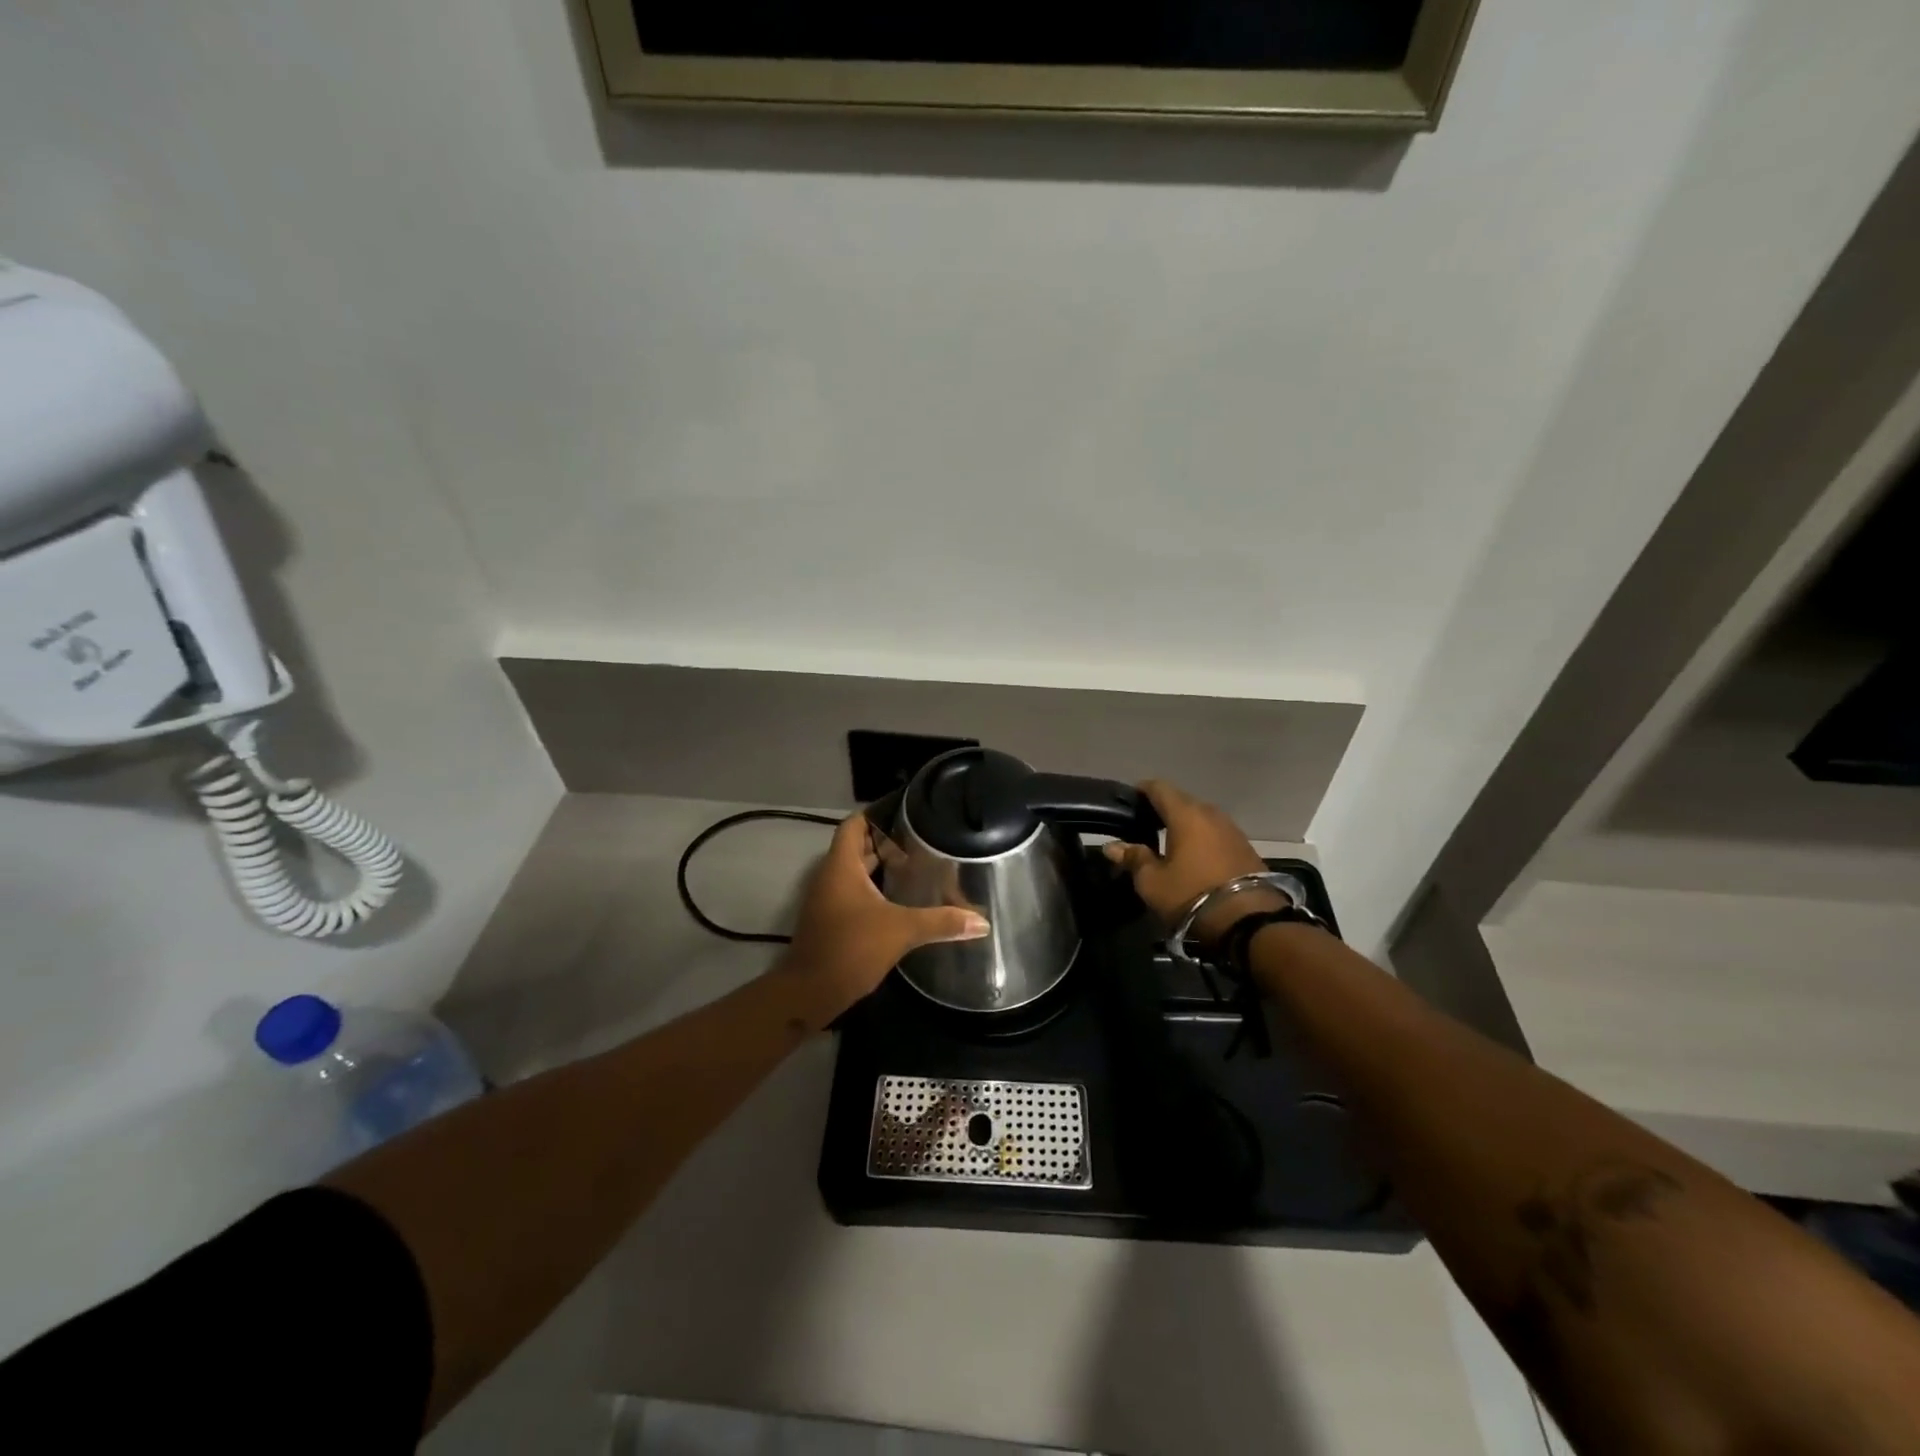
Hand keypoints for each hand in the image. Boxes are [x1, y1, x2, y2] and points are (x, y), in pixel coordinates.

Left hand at [779, 812, 988, 1027]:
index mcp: (841, 866)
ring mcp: (828, 898)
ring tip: (919, 861)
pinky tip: (902, 897)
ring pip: (857, 870)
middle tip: (924, 836)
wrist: (810, 993)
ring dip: (882, 864)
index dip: (877, 812)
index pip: (855, 823)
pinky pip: (855, 891)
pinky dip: (876, 887)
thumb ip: (941, 921)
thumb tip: (981, 922)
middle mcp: (831, 876)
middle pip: (858, 845)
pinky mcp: (832, 919)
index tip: (908, 809)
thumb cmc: (850, 949)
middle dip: (887, 839)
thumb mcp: (900, 931)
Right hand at [1102, 780, 1285, 945]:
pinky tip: (1194, 855)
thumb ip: (1133, 858)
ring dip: (1185, 824)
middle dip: (1163, 808)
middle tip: (1145, 824)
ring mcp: (1233, 830)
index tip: (1129, 800)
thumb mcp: (1153, 882)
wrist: (1250, 921)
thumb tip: (1111, 846)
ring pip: (1202, 817)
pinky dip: (1202, 838)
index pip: (1159, 788)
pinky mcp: (1246, 848)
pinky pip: (1216, 833)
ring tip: (1168, 841)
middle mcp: (1211, 814)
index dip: (1142, 790)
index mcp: (1185, 815)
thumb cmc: (1192, 895)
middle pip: (1182, 801)